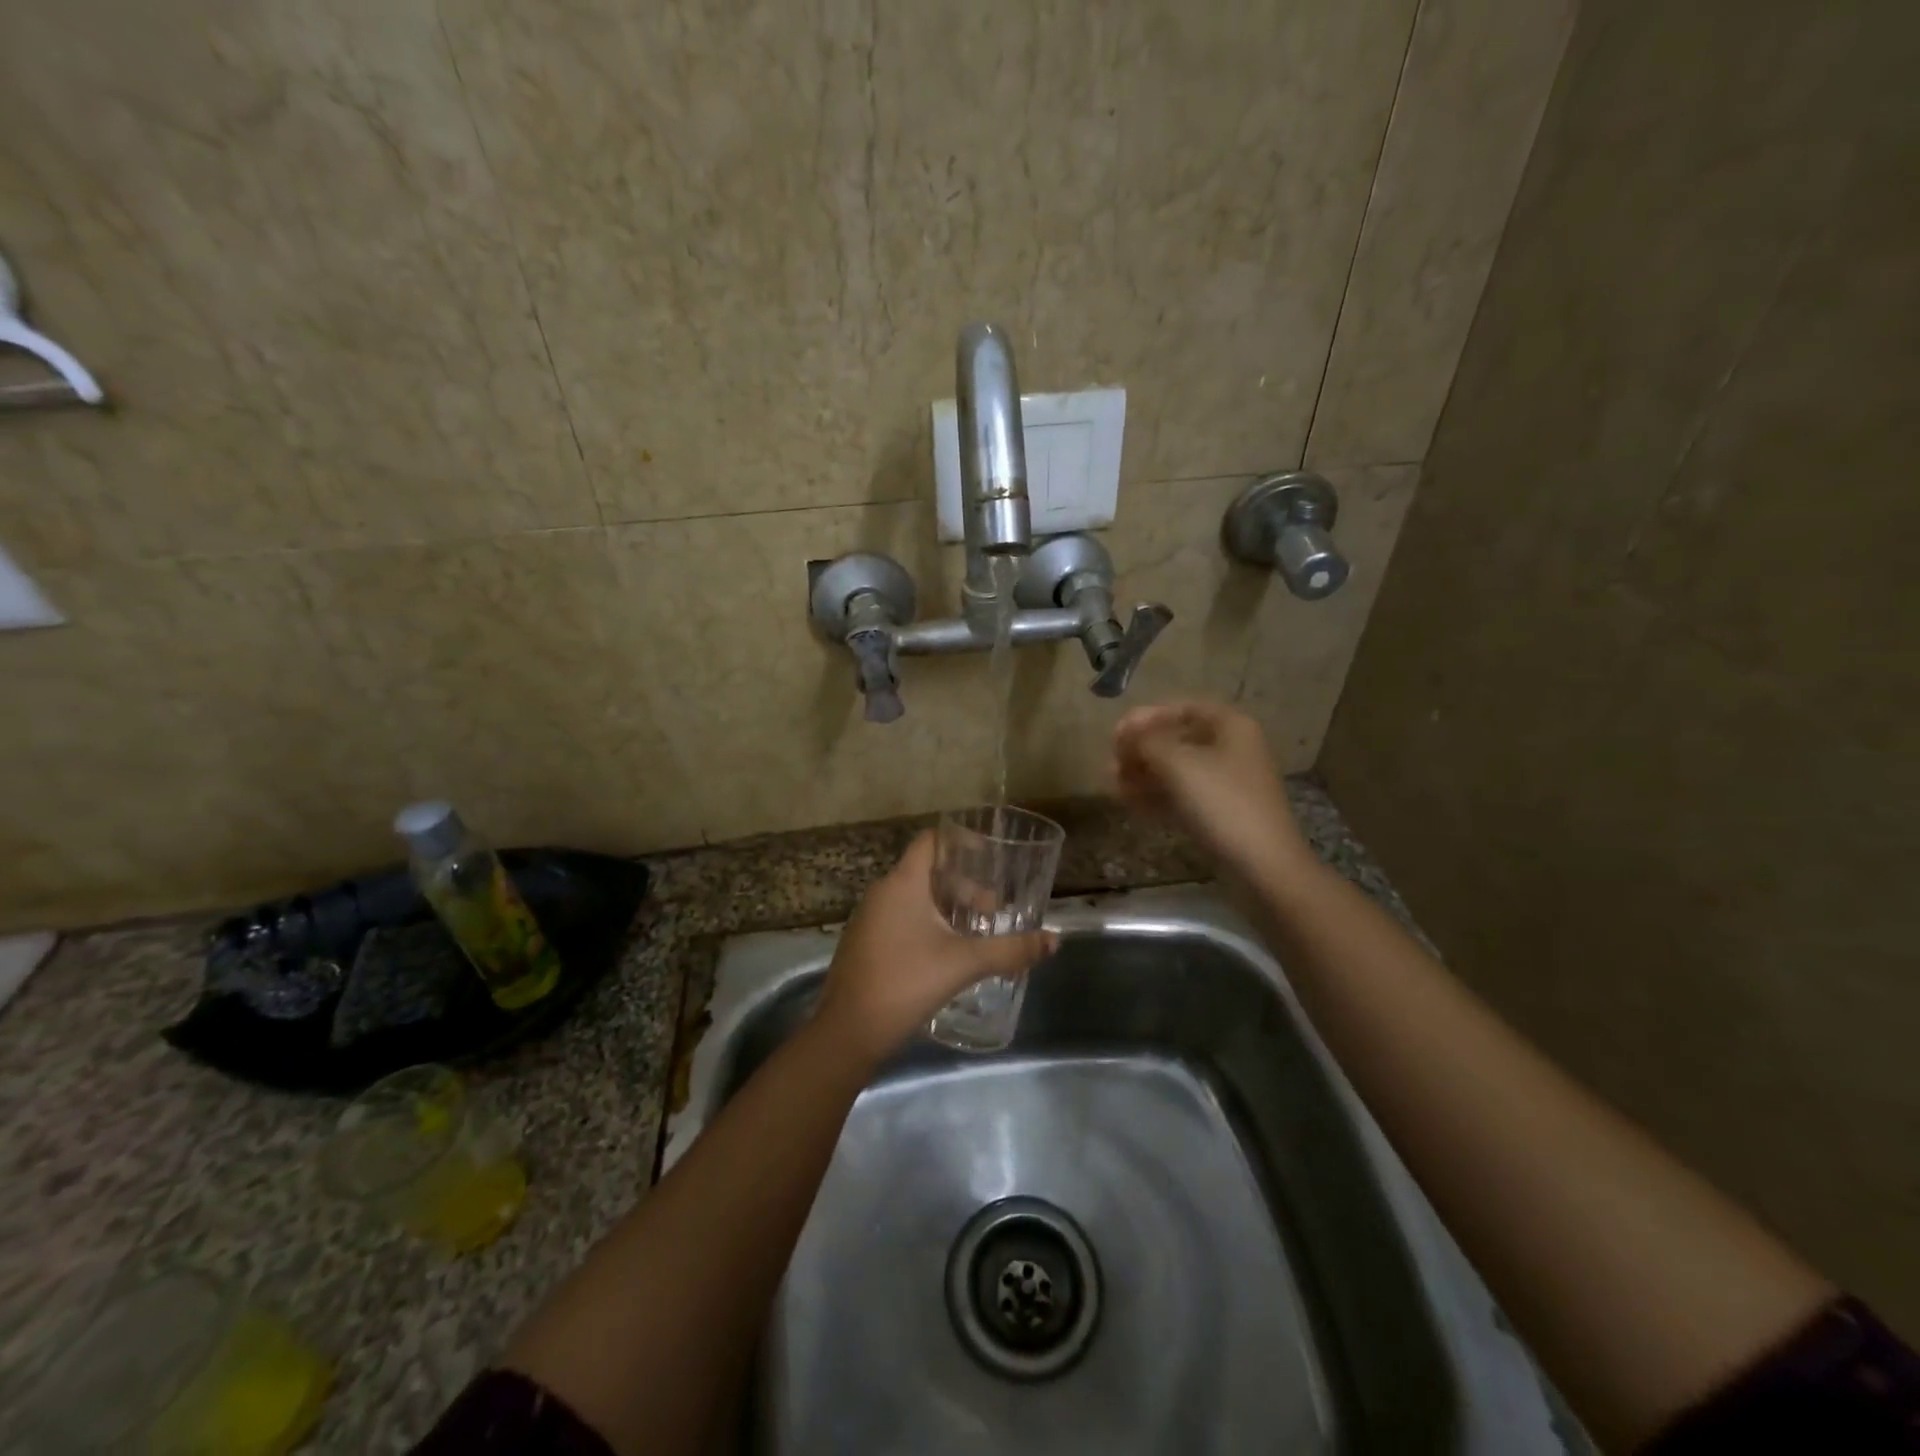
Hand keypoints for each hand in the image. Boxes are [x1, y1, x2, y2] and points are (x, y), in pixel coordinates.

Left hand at [816, 832, 1057, 1062]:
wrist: (848, 1032)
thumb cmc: (906, 983)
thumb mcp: (964, 964)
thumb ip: (1010, 950)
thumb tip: (1054, 940)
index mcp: (902, 883)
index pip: (930, 842)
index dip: (960, 843)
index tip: (990, 857)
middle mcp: (882, 892)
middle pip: (927, 872)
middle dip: (963, 887)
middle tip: (992, 911)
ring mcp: (869, 919)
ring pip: (914, 898)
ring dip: (946, 908)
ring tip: (975, 933)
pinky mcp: (864, 943)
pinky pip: (900, 918)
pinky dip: (927, 924)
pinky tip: (945, 953)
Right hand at [1112, 701, 1312, 879]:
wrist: (1262, 866)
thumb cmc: (1221, 803)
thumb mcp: (1177, 764)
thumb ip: (1145, 742)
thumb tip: (1126, 735)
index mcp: (1230, 726)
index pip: (1182, 709)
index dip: (1146, 717)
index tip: (1116, 734)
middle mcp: (1231, 750)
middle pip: (1178, 740)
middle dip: (1142, 750)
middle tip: (1111, 763)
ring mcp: (1227, 784)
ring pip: (1177, 771)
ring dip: (1144, 774)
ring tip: (1113, 784)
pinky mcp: (1220, 814)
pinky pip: (1182, 797)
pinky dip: (1157, 796)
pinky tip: (1129, 803)